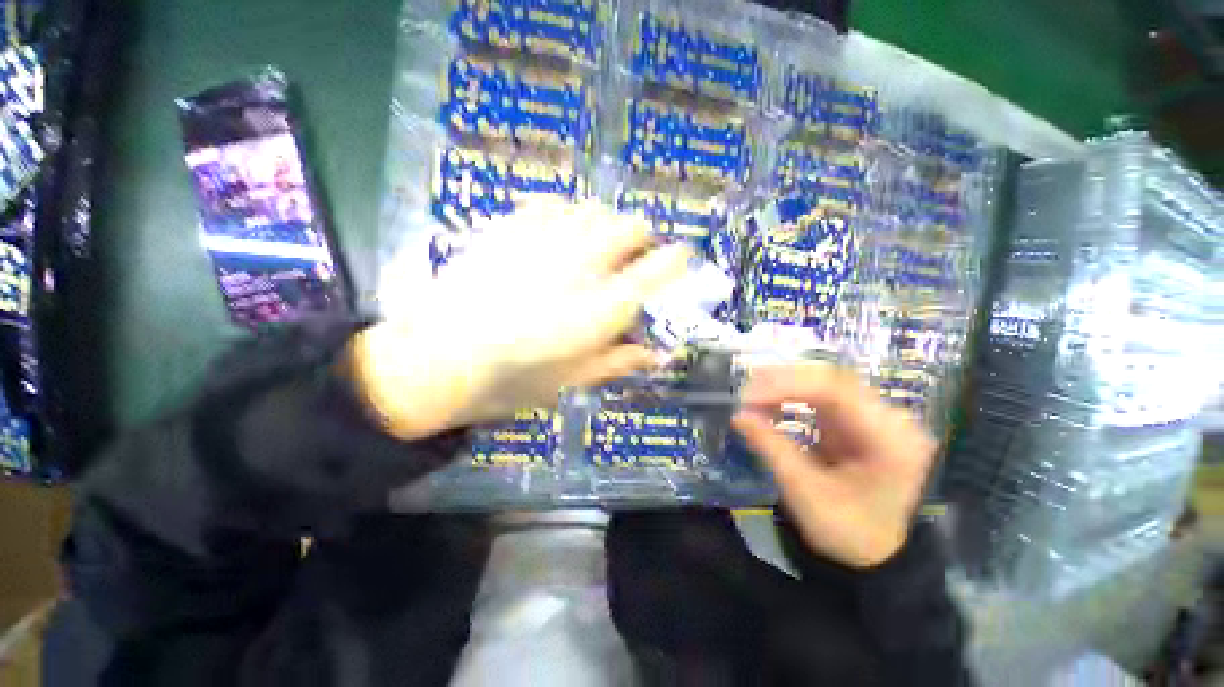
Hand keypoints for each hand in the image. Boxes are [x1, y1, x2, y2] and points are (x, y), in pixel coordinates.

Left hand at [351, 200, 690, 439]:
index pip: (660, 267)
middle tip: (633, 257)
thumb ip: (619, 361)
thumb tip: (656, 354)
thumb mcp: (574, 380)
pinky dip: (566, 212)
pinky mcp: (510, 229)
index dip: (677, 260)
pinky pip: (551, 203)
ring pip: (594, 209)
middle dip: (641, 238)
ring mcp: (544, 240)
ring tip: (596, 244)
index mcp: (603, 307)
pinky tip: (559, 230)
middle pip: (631, 226)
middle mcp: (582, 264)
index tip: (679, 261)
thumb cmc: (512, 379)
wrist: (436, 360)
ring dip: (605, 224)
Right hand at [732, 363, 936, 567]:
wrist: (874, 549)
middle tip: (745, 391)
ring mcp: (874, 416)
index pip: (837, 391)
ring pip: (824, 382)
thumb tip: (738, 415)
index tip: (748, 396)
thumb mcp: (806, 493)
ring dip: (784, 385)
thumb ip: (772, 448)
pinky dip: (790, 396)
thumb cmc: (846, 530)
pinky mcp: (856, 418)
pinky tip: (768, 402)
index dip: (787, 386)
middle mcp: (890, 418)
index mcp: (891, 439)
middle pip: (832, 380)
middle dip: (783, 381)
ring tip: (751, 395)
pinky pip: (820, 395)